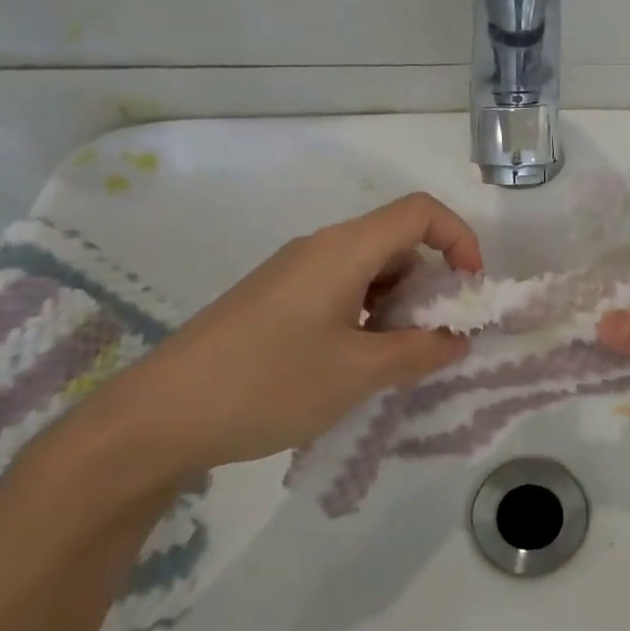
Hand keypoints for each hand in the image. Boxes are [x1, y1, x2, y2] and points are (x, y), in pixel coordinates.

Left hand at [93, 193, 482, 480]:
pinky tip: (356, 366)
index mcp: (343, 250)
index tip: (470, 291)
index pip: (420, 213)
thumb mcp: (358, 373)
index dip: (459, 240)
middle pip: (396, 243)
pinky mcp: (275, 302)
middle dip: (430, 286)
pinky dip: (366, 319)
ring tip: (396, 361)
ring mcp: (293, 275)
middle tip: (436, 340)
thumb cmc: (269, 383)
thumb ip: (419, 351)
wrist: (159, 417)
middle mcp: (320, 249)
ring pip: (368, 272)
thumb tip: (456, 339)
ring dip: (398, 308)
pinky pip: (339, 293)